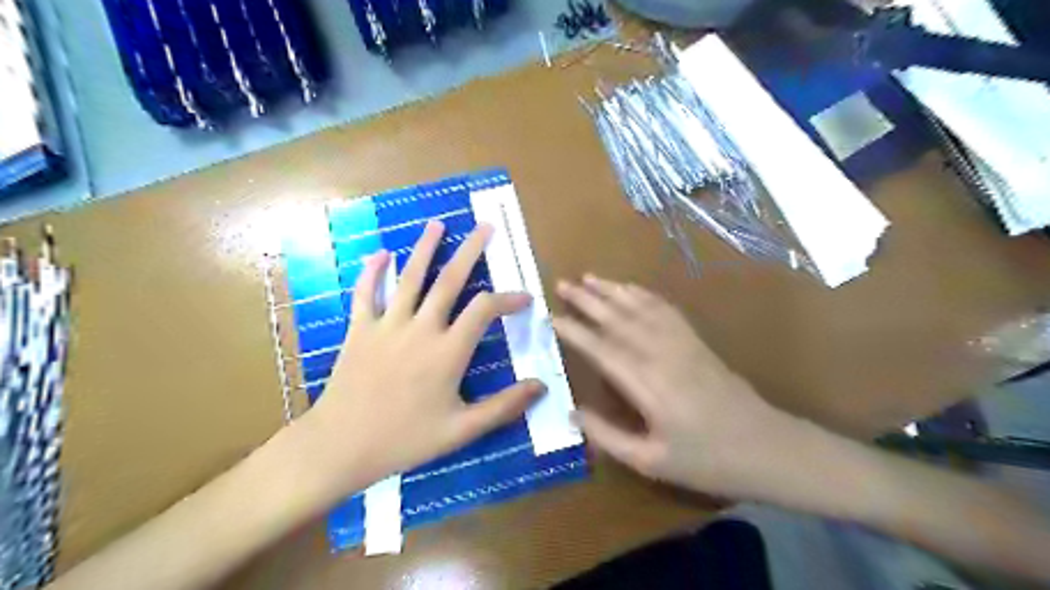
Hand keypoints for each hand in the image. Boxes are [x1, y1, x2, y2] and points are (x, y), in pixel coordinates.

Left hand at [295, 222, 541, 496]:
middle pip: (449, 280)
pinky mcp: (359, 330)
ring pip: (409, 278)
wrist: (341, 446)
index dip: (508, 298)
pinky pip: (366, 293)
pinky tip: (381, 253)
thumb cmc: (405, 440)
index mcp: (448, 351)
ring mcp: (387, 325)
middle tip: (484, 227)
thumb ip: (503, 407)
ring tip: (438, 224)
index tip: (525, 298)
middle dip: (470, 251)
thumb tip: (541, 386)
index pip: (485, 310)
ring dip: (425, 248)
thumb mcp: (461, 430)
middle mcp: (421, 329)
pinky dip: (373, 272)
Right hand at [552, 276, 800, 497]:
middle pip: (618, 318)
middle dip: (587, 299)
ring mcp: (681, 343)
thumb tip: (573, 412)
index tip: (550, 316)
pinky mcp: (696, 341)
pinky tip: (630, 288)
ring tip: (588, 277)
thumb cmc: (708, 460)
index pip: (601, 348)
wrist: (768, 448)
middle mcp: (661, 354)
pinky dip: (644, 295)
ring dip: (612, 290)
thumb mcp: (652, 462)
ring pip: (640, 307)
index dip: (574, 330)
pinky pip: (666, 310)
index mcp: (646, 384)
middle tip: (561, 283)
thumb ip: (607, 436)